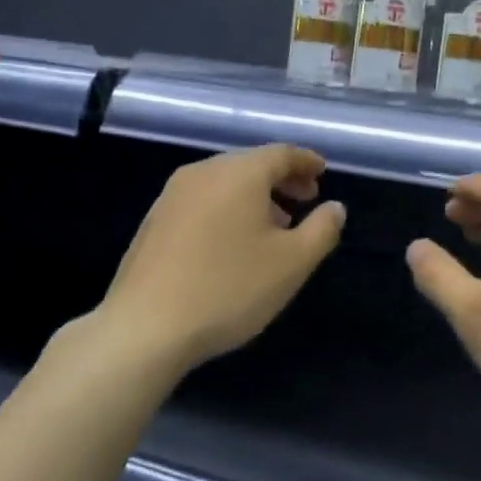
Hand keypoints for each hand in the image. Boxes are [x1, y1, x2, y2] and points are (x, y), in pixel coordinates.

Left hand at [102, 144, 344, 370]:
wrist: (146, 326)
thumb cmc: (229, 288)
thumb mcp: (292, 263)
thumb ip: (322, 230)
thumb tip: (335, 207)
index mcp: (238, 173)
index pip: (281, 153)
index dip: (306, 162)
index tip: (323, 173)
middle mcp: (202, 173)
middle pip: (250, 165)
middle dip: (282, 180)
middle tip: (306, 201)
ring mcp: (172, 197)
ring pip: (224, 184)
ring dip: (255, 198)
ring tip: (275, 227)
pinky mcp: (154, 223)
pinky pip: (202, 202)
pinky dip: (228, 210)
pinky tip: (234, 244)